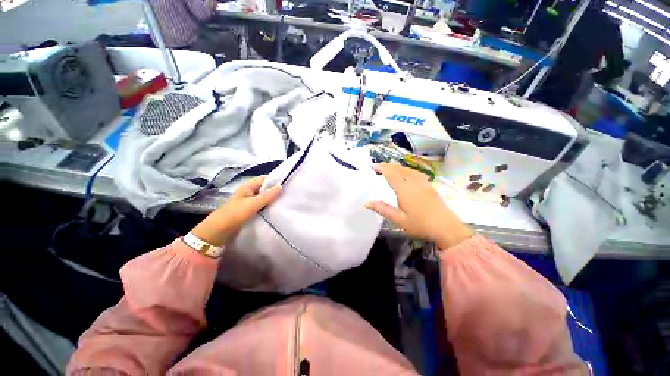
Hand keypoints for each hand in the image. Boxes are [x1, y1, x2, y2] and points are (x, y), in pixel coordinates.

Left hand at [191, 177, 281, 246]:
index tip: (289, 184)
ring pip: (265, 197)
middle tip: (289, 194)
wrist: (219, 231)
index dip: (276, 180)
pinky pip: (263, 205)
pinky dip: (270, 206)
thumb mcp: (252, 204)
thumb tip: (281, 186)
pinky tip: (277, 209)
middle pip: (266, 188)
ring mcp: (250, 201)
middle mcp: (250, 191)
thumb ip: (267, 196)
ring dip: (273, 199)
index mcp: (248, 186)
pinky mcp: (251, 209)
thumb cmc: (235, 214)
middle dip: (276, 190)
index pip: (265, 179)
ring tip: (286, 201)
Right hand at [365, 163, 473, 249]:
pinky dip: (407, 170)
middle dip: (388, 166)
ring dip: (398, 167)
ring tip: (390, 168)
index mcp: (404, 190)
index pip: (391, 174)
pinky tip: (407, 174)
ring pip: (408, 170)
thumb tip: (367, 203)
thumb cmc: (420, 225)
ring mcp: (423, 184)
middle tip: (379, 166)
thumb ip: (383, 209)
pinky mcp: (430, 186)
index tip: (373, 166)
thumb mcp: (399, 220)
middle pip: (399, 169)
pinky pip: (416, 173)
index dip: (382, 168)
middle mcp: (413, 183)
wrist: (447, 228)